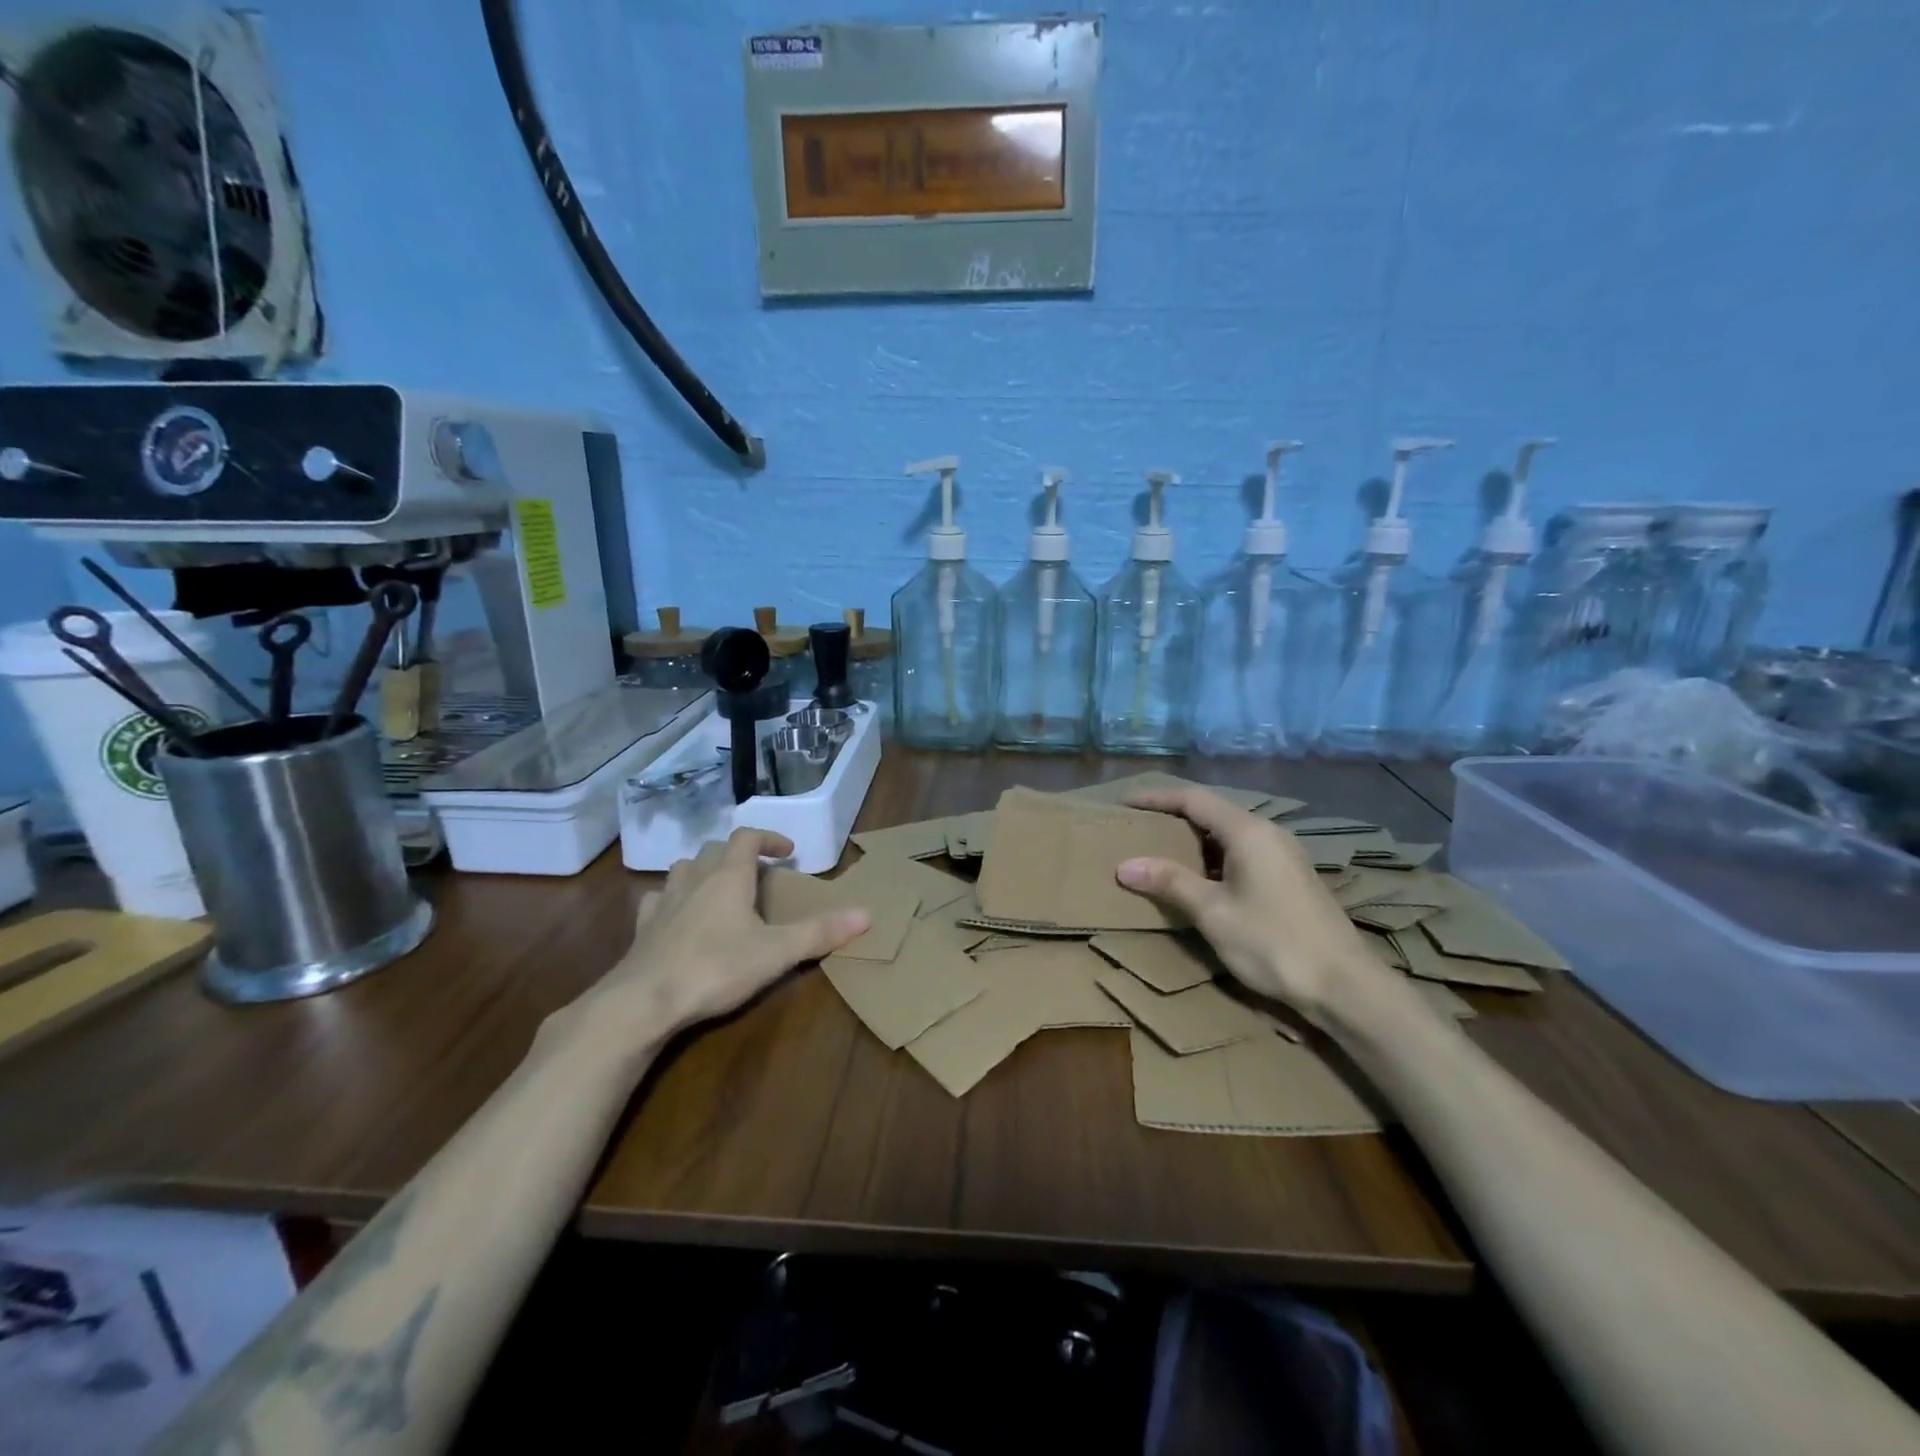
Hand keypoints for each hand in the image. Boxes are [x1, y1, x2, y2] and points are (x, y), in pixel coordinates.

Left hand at [583, 829, 870, 1039]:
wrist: (643, 1002)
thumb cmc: (715, 968)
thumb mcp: (777, 952)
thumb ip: (820, 933)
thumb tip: (866, 914)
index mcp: (728, 877)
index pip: (747, 837)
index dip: (768, 838)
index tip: (787, 852)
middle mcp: (695, 879)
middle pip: (715, 849)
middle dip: (738, 854)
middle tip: (758, 874)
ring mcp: (664, 902)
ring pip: (683, 868)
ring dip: (704, 870)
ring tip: (719, 889)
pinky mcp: (643, 929)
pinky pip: (657, 900)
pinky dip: (672, 899)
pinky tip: (678, 917)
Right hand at [1115, 788, 1386, 1022]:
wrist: (1345, 986)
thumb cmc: (1273, 943)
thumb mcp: (1213, 913)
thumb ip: (1170, 882)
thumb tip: (1125, 865)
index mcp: (1248, 832)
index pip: (1193, 800)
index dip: (1156, 798)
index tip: (1125, 803)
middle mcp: (1269, 833)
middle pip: (1213, 812)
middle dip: (1173, 817)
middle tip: (1139, 828)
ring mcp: (1284, 855)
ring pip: (1229, 834)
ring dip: (1194, 839)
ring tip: (1161, 852)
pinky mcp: (1291, 878)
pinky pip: (1244, 852)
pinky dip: (1214, 857)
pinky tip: (1201, 880)